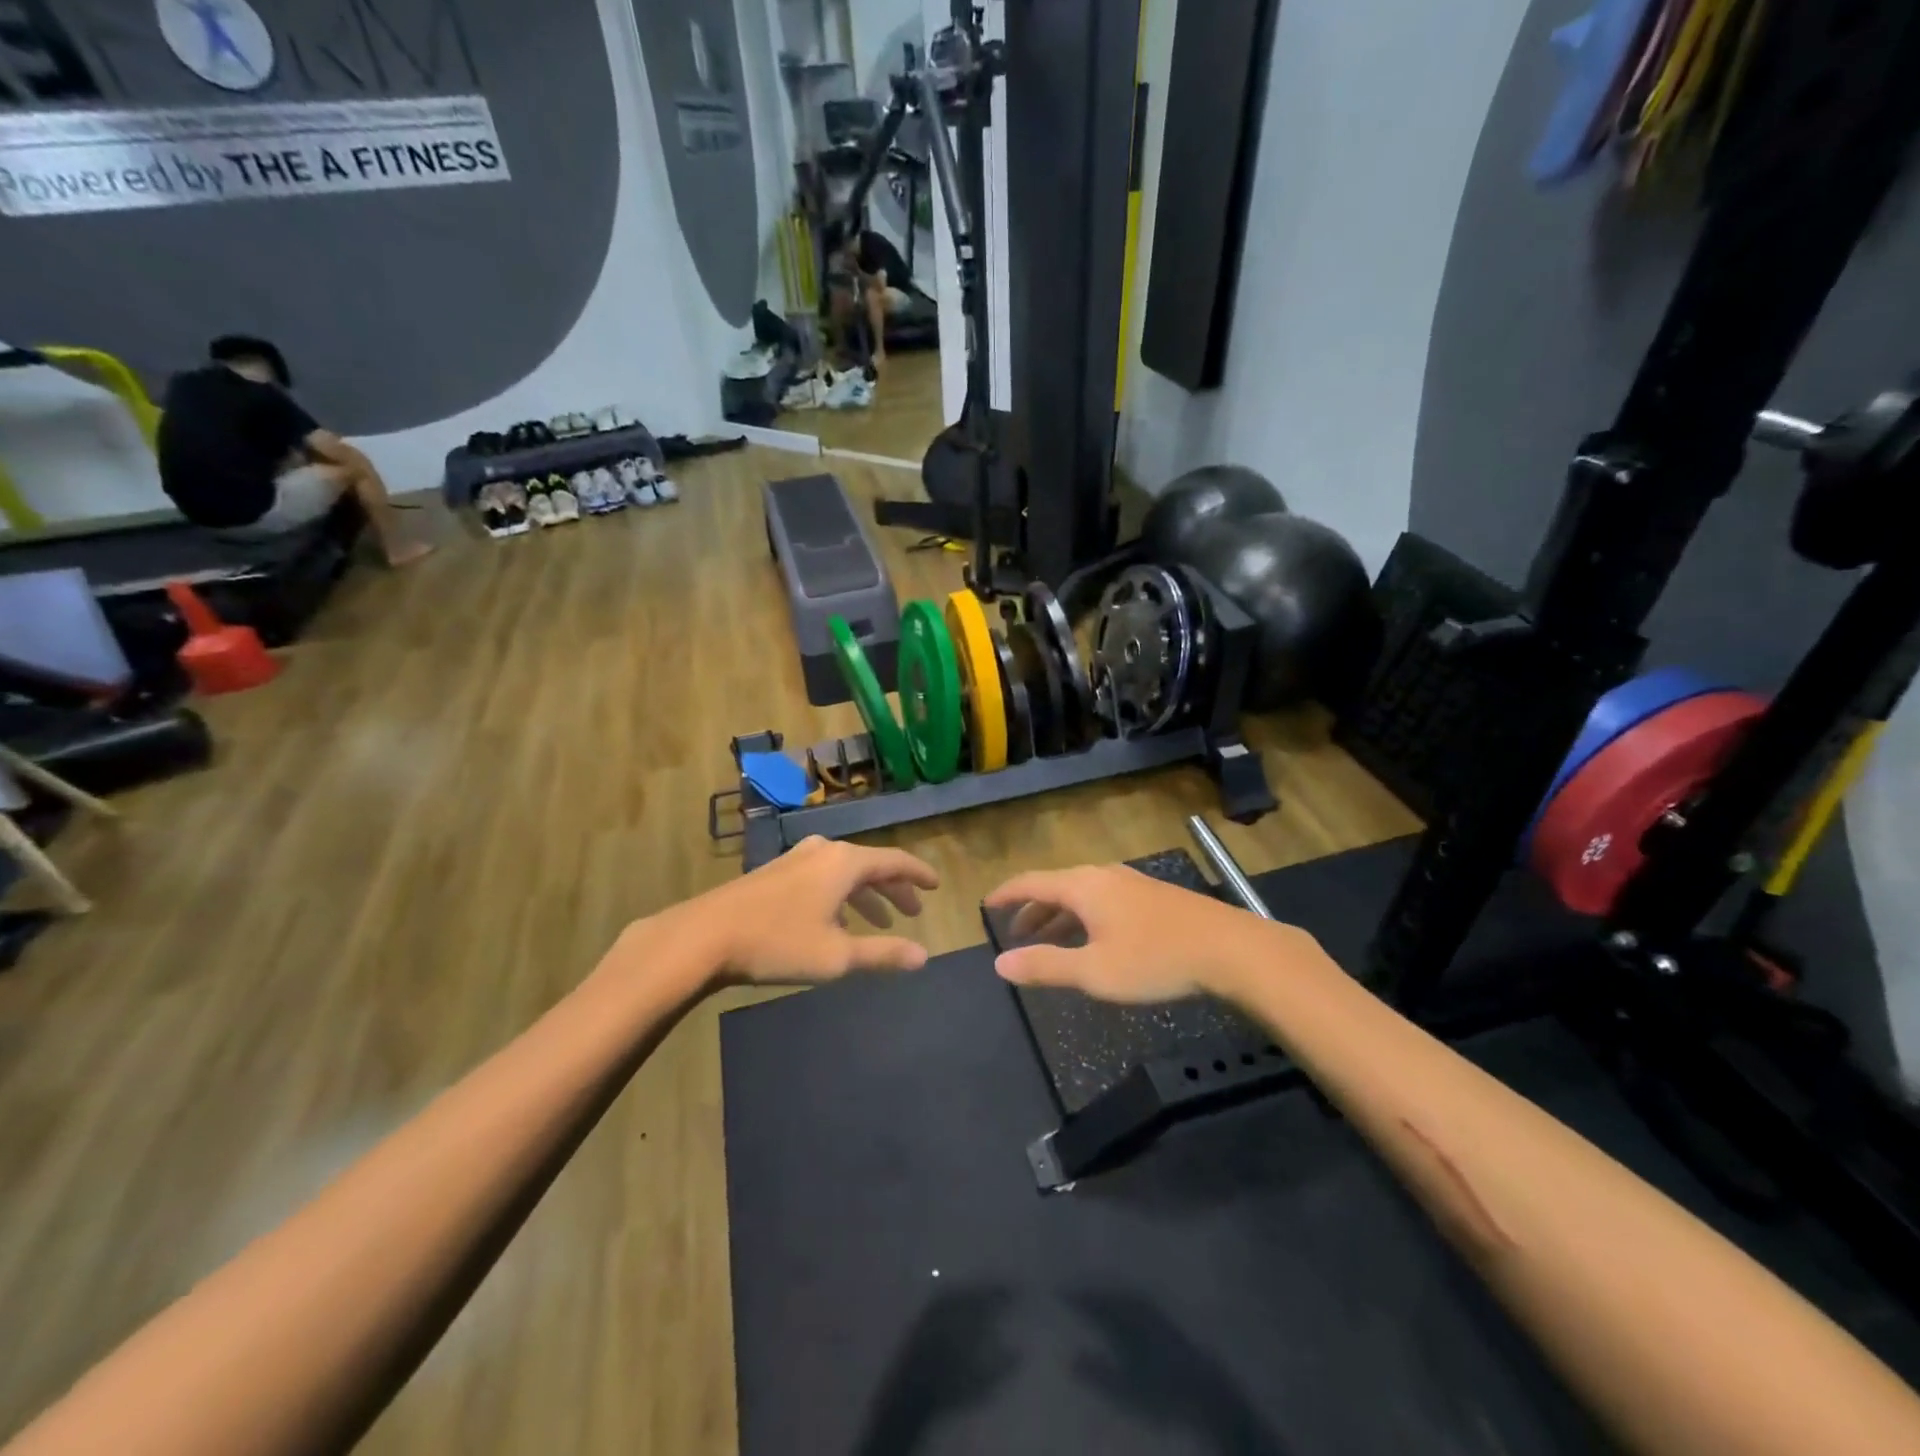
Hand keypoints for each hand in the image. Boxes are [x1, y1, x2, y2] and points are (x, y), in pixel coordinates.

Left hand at [664, 837, 939, 985]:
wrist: (704, 936)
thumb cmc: (778, 943)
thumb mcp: (837, 956)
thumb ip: (883, 953)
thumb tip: (924, 956)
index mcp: (845, 863)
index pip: (895, 861)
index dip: (918, 874)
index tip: (936, 885)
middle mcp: (824, 851)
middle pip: (870, 865)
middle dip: (894, 889)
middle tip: (912, 912)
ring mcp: (796, 859)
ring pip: (844, 873)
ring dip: (866, 896)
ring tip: (879, 923)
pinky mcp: (775, 873)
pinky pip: (822, 878)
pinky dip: (840, 896)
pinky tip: (835, 922)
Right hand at [983, 864, 1289, 1003]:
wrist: (1229, 950)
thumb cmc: (1154, 960)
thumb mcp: (1094, 971)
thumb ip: (1045, 966)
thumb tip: (1000, 963)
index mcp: (1082, 886)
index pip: (1031, 882)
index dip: (1006, 894)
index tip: (986, 906)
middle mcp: (1103, 876)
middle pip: (1056, 887)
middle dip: (1032, 910)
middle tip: (1015, 934)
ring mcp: (1131, 883)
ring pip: (1081, 894)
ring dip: (1059, 915)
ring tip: (1048, 940)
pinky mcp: (1153, 896)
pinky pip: (1102, 900)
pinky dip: (1083, 917)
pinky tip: (1093, 939)